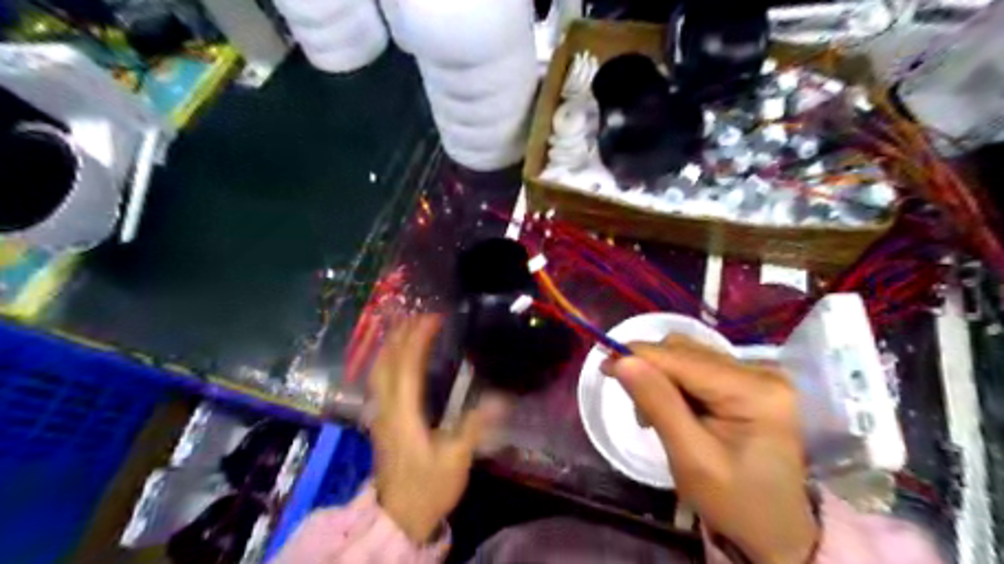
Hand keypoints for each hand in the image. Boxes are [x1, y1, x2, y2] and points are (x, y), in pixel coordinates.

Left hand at [369, 314, 509, 543]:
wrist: (399, 517)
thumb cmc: (428, 486)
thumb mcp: (456, 459)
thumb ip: (475, 426)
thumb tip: (501, 399)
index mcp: (403, 412)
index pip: (406, 365)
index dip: (417, 338)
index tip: (434, 318)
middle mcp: (386, 408)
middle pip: (385, 362)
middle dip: (400, 335)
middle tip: (419, 315)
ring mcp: (380, 414)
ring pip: (378, 371)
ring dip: (391, 345)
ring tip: (407, 328)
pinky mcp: (381, 421)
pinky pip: (380, 381)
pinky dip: (388, 361)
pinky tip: (398, 359)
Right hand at [599, 335, 819, 563]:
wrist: (775, 531)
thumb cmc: (734, 502)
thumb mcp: (690, 458)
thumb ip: (658, 404)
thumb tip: (622, 360)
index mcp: (755, 391)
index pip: (683, 358)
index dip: (639, 355)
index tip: (604, 365)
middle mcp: (760, 371)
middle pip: (687, 351)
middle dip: (652, 372)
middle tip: (637, 411)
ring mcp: (758, 375)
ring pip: (689, 356)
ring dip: (662, 378)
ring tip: (654, 416)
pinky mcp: (750, 382)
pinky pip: (699, 368)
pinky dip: (676, 384)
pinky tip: (674, 410)